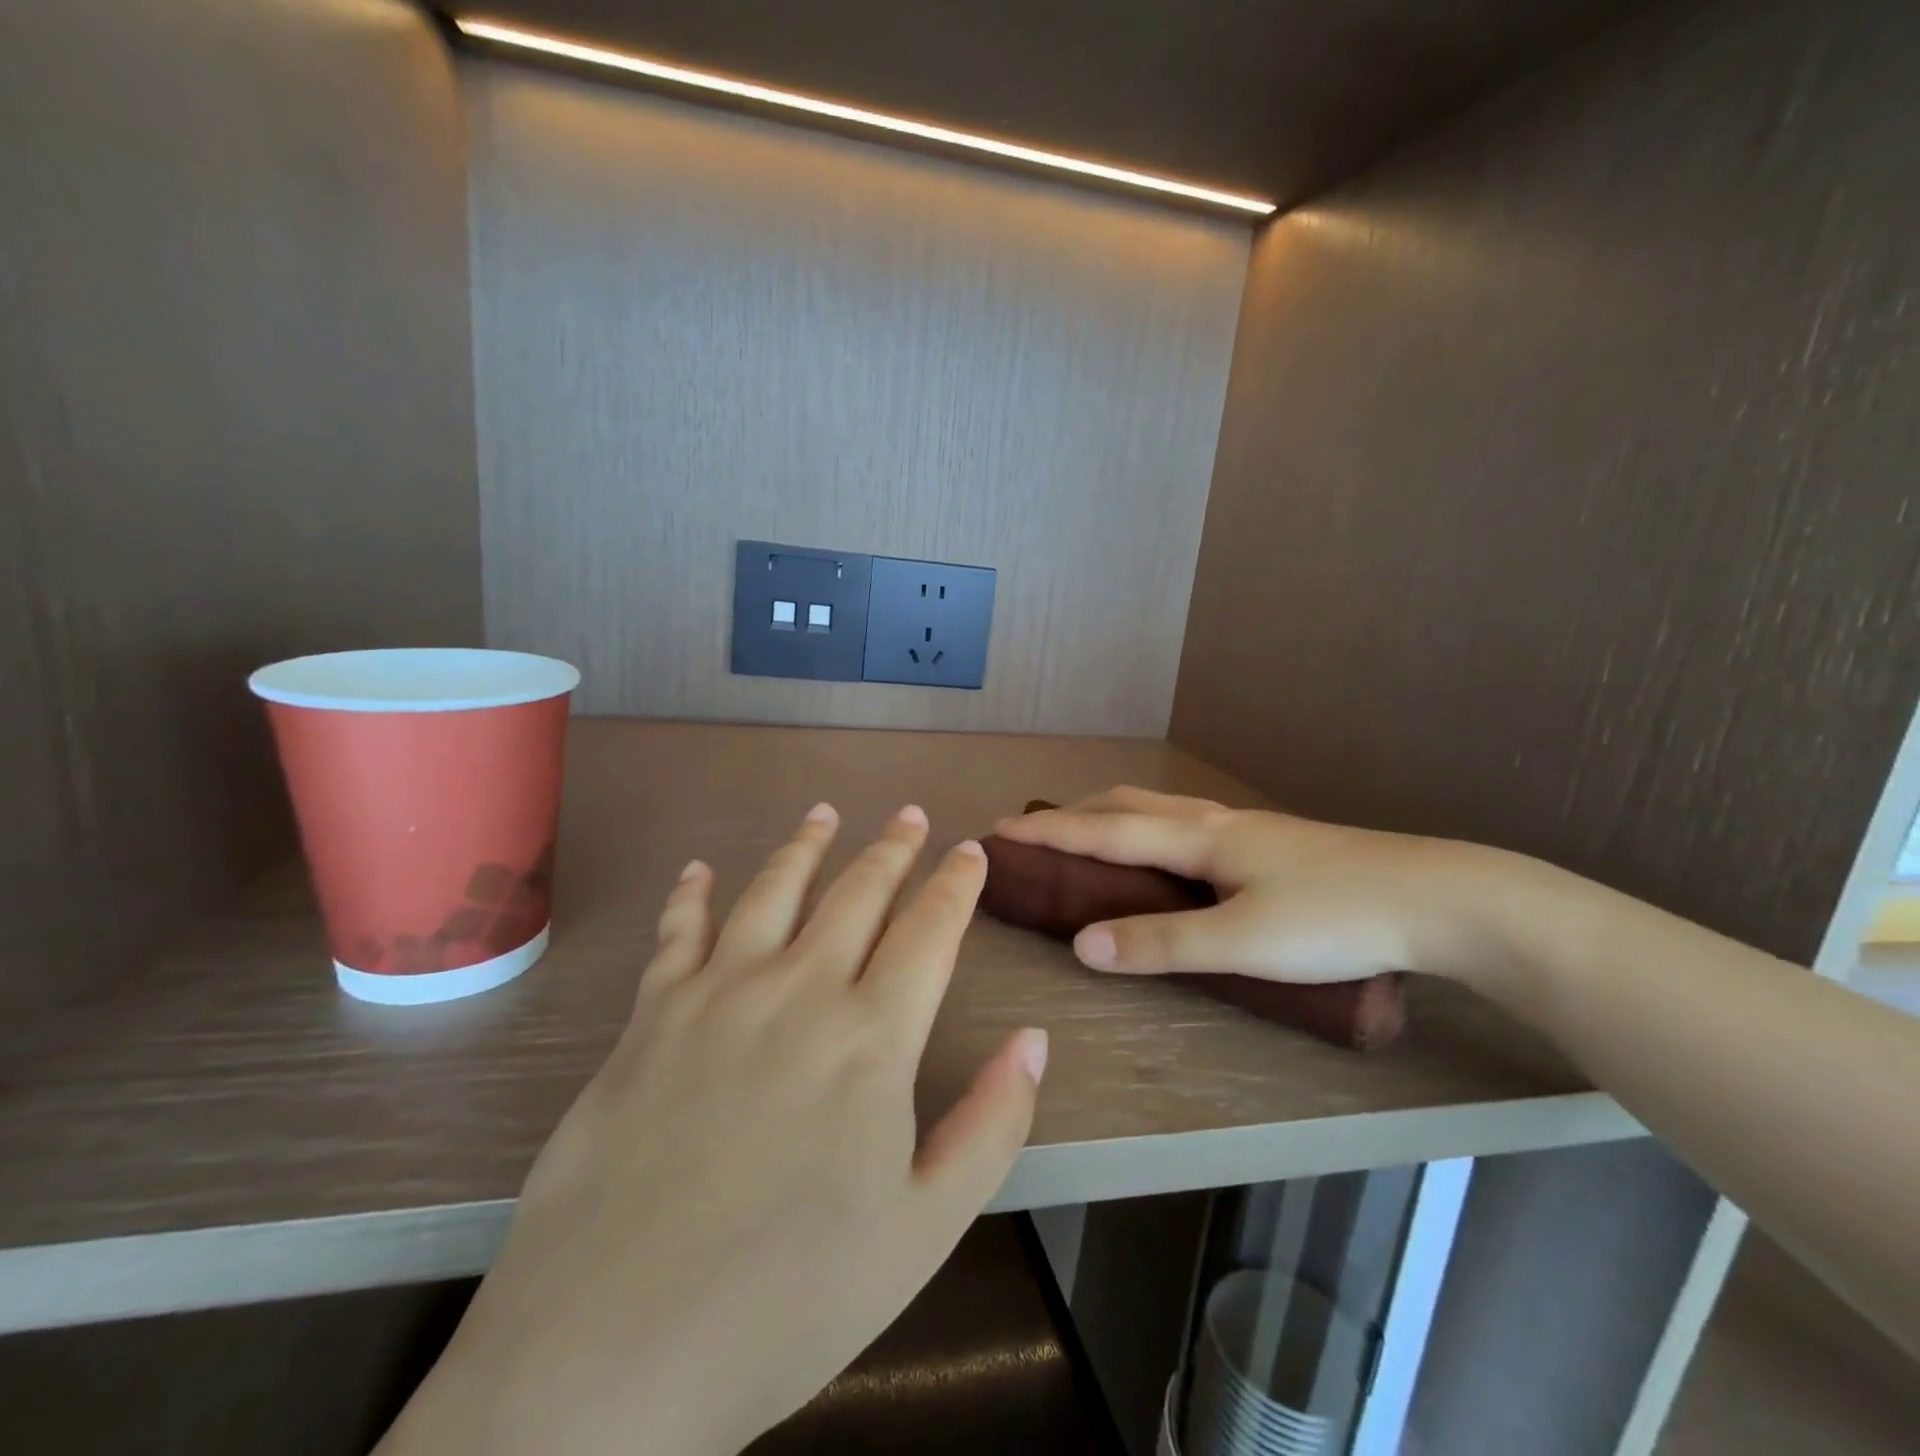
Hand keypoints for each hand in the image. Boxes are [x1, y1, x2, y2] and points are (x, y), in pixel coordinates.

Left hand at [379, 804, 1047, 1455]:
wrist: (614, 1350)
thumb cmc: (790, 1298)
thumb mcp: (924, 1229)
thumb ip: (991, 1125)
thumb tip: (1034, 1040)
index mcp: (872, 1037)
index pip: (930, 931)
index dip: (956, 885)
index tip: (971, 851)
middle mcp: (799, 990)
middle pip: (858, 893)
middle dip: (892, 849)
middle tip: (910, 816)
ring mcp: (718, 994)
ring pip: (774, 891)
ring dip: (806, 846)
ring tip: (826, 812)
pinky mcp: (650, 1017)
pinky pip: (678, 932)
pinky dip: (692, 894)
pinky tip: (700, 869)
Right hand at [996, 786, 1496, 984]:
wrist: (1439, 899)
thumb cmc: (1335, 919)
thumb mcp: (1240, 941)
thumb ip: (1160, 943)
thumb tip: (1081, 945)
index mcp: (1198, 836)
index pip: (1103, 830)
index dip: (1048, 834)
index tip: (999, 833)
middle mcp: (1213, 820)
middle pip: (1126, 802)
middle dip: (1074, 815)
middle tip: (1036, 834)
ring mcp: (1245, 828)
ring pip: (1158, 806)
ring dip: (1110, 814)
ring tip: (1088, 834)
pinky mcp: (1269, 843)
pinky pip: (1183, 821)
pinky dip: (1146, 825)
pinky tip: (1164, 851)